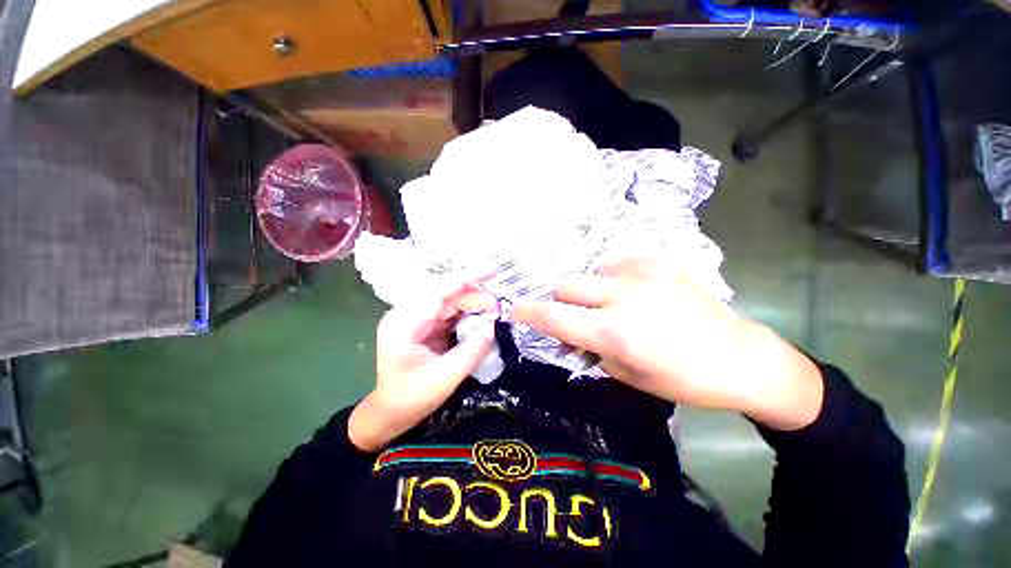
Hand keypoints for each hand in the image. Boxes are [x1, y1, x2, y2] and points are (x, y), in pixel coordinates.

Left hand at [349, 286, 497, 451]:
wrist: (390, 413)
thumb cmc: (410, 398)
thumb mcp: (444, 378)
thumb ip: (471, 351)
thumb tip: (493, 326)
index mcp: (404, 321)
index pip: (439, 291)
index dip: (467, 278)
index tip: (492, 270)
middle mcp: (409, 313)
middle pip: (447, 295)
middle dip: (475, 298)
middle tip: (498, 309)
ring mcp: (418, 318)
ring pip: (452, 302)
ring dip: (474, 306)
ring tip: (494, 313)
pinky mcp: (427, 325)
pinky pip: (452, 313)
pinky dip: (469, 315)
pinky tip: (483, 318)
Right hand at [512, 259, 822, 429]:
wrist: (741, 359)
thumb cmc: (683, 380)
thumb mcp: (628, 376)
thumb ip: (592, 351)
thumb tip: (572, 335)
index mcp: (613, 333)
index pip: (554, 318)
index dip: (529, 314)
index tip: (515, 310)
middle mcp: (622, 298)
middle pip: (566, 286)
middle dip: (561, 302)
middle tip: (577, 317)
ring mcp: (643, 277)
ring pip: (590, 271)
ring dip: (589, 290)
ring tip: (610, 303)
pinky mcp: (662, 265)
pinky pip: (619, 262)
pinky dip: (613, 276)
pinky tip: (631, 289)